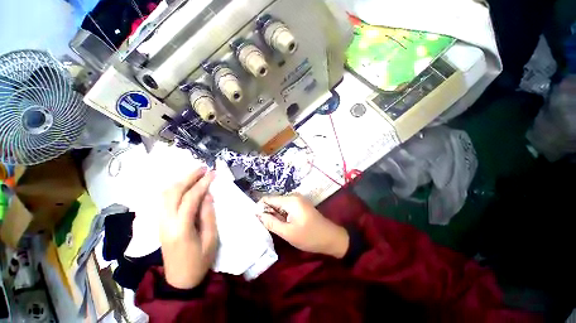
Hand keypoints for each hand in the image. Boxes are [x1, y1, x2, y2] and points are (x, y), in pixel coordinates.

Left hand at [160, 168, 216, 288]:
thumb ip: (208, 215)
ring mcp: (160, 223)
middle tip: (203, 168)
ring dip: (180, 181)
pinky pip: (163, 201)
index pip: (190, 199)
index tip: (212, 173)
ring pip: (165, 195)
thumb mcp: (211, 239)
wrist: (179, 280)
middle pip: (173, 193)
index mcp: (181, 228)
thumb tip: (208, 195)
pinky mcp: (160, 224)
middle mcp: (166, 223)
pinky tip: (183, 186)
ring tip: (195, 174)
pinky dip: (174, 189)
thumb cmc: (199, 261)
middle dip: (188, 177)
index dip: (202, 184)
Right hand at [256, 194, 348, 258]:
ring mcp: (297, 199)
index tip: (257, 220)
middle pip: (274, 201)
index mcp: (290, 200)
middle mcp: (293, 196)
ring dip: (275, 215)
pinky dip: (282, 215)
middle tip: (269, 227)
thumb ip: (271, 222)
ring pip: (279, 205)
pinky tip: (284, 225)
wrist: (331, 238)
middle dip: (268, 212)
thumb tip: (257, 214)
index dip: (260, 208)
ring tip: (277, 227)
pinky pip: (286, 207)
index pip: (268, 198)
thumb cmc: (309, 236)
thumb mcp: (288, 232)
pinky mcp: (300, 204)